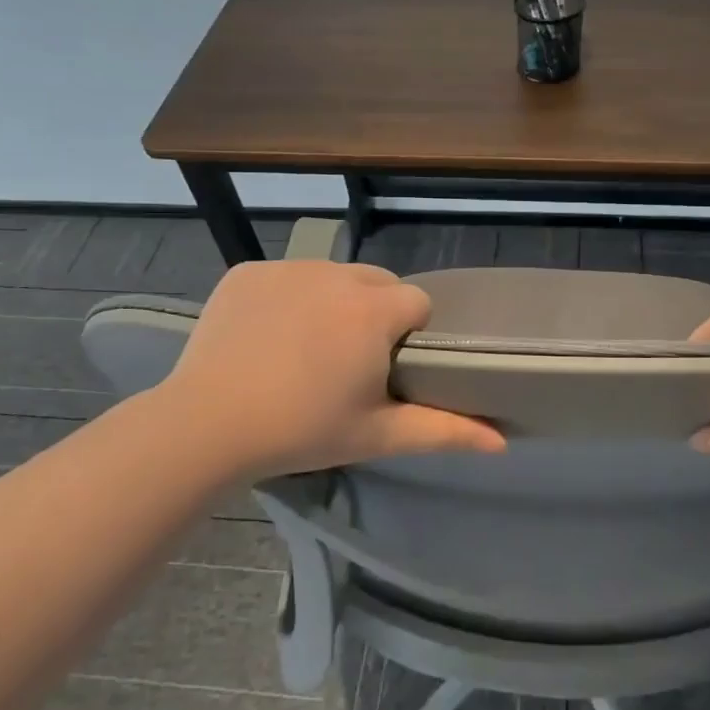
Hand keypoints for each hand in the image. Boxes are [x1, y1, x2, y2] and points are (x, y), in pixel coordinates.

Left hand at [159, 260, 504, 478]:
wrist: (207, 425)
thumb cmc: (302, 430)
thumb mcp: (377, 434)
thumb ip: (444, 431)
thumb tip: (501, 441)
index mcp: (375, 310)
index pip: (416, 303)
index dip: (408, 335)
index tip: (386, 367)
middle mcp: (337, 275)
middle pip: (376, 283)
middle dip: (374, 313)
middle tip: (347, 362)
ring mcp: (288, 268)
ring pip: (331, 277)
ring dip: (332, 303)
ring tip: (305, 350)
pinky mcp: (248, 271)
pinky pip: (285, 277)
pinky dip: (285, 299)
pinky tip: (266, 337)